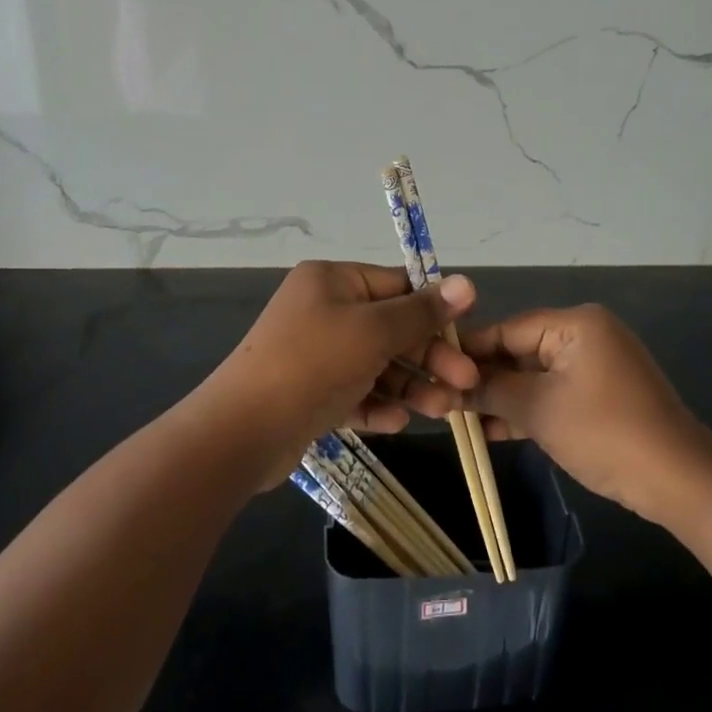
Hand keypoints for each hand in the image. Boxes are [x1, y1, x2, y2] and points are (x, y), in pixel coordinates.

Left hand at [204, 261, 478, 481]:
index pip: (397, 286)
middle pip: (391, 328)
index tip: (469, 335)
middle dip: (428, 357)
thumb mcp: (374, 331)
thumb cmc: (313, 364)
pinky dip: (376, 405)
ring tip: (443, 411)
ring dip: (410, 386)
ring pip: (376, 365)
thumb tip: (467, 283)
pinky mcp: (311, 393)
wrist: (242, 431)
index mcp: (333, 280)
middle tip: (466, 384)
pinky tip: (396, 423)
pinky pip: (354, 393)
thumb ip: (422, 312)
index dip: (435, 310)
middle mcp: (323, 310)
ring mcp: (316, 353)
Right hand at [462, 305, 711, 525]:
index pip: (507, 329)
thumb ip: (490, 391)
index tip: (431, 369)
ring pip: (534, 376)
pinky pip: (553, 393)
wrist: (679, 481)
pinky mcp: (601, 395)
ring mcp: (595, 366)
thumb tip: (448, 386)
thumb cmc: (604, 433)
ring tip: (456, 417)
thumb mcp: (538, 410)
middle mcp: (586, 335)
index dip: (468, 351)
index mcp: (575, 324)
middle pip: (519, 351)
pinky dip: (526, 410)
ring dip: (501, 398)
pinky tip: (489, 431)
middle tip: (440, 398)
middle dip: (483, 378)